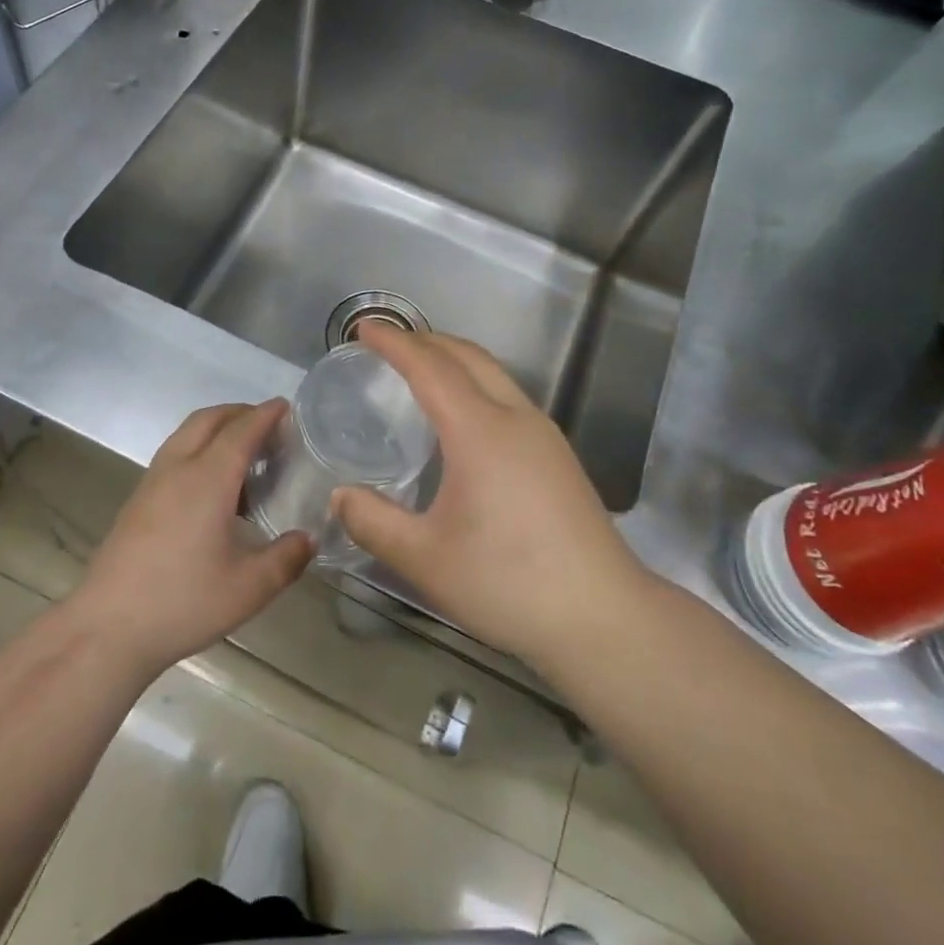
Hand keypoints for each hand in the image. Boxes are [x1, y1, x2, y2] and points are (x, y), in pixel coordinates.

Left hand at [69, 401, 313, 678]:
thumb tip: (308, 538)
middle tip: (269, 426)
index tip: (287, 406)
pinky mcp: (137, 501)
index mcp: (208, 478)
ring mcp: (152, 483)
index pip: (242, 430)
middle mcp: (178, 468)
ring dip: (216, 430)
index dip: (266, 414)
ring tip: (244, 456)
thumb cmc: (184, 602)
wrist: (107, 628)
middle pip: (209, 420)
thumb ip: (286, 558)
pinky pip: (174, 455)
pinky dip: (198, 450)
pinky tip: (213, 489)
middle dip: (240, 413)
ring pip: (186, 435)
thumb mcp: (249, 588)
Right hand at [333, 326, 654, 671]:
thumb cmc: (508, 583)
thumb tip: (340, 497)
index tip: (365, 328)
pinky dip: (476, 384)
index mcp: (480, 431)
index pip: (430, 367)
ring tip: (422, 371)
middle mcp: (515, 418)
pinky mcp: (558, 456)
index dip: (395, 343)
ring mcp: (544, 434)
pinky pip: (509, 397)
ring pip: (494, 374)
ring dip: (455, 360)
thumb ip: (374, 522)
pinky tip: (464, 419)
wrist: (603, 616)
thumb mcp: (426, 559)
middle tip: (389, 343)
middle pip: (468, 357)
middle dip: (426, 340)